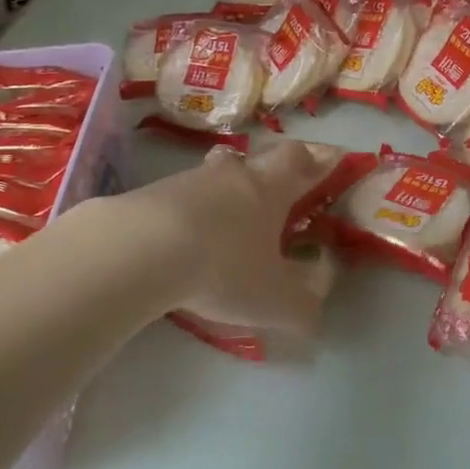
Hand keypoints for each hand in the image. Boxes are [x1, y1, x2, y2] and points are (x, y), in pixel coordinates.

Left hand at [140, 140, 342, 331]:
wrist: (138, 250)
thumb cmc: (222, 267)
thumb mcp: (274, 301)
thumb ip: (304, 307)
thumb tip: (316, 310)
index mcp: (270, 188)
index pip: (302, 160)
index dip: (320, 159)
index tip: (331, 159)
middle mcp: (233, 174)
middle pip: (257, 158)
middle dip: (270, 173)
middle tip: (275, 195)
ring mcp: (188, 180)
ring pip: (216, 176)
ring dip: (225, 193)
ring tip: (226, 225)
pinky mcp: (150, 194)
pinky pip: (180, 197)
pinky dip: (189, 213)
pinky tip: (182, 240)